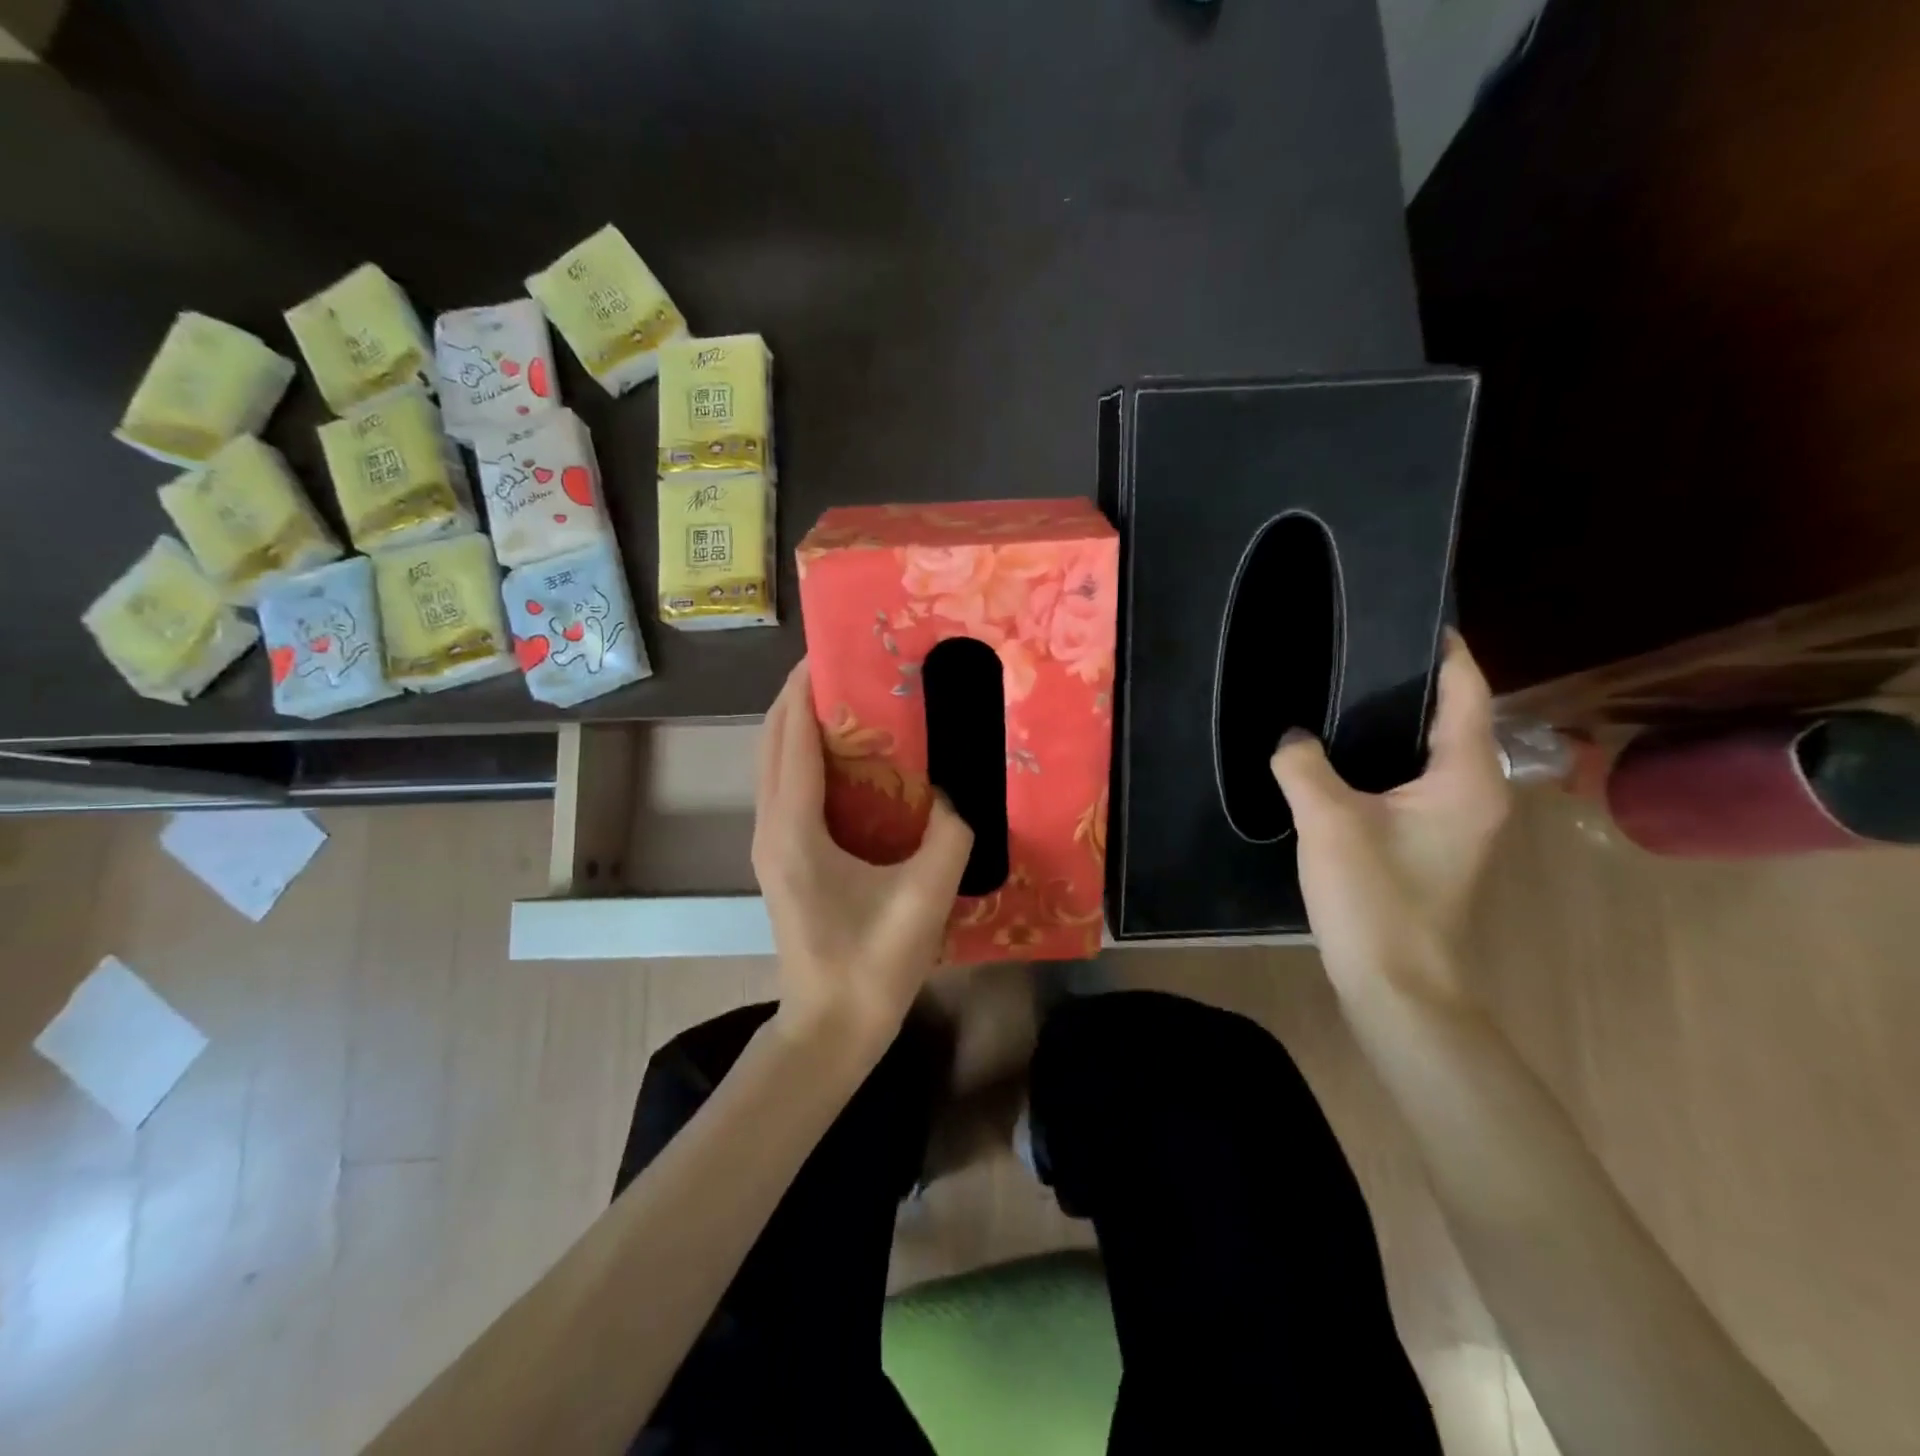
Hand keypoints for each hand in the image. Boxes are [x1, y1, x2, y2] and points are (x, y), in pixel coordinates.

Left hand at [752, 659, 974, 1060]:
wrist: (829, 1030)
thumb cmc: (871, 965)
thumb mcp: (924, 897)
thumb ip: (950, 835)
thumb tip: (958, 796)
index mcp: (794, 829)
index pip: (793, 737)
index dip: (807, 688)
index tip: (834, 651)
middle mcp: (770, 826)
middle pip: (773, 741)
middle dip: (800, 697)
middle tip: (847, 668)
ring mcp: (769, 844)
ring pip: (774, 764)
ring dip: (800, 726)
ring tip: (848, 702)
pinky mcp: (780, 859)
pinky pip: (785, 788)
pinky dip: (806, 758)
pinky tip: (849, 760)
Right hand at [1269, 631, 1509, 1002]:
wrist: (1396, 986)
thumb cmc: (1375, 897)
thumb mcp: (1328, 821)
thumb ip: (1303, 765)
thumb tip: (1290, 735)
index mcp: (1467, 776)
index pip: (1467, 690)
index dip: (1444, 649)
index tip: (1408, 614)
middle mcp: (1475, 791)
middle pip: (1451, 716)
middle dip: (1408, 681)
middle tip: (1353, 649)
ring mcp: (1456, 821)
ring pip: (1428, 751)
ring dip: (1392, 722)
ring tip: (1339, 692)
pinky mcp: (1430, 843)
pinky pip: (1410, 781)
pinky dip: (1381, 758)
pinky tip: (1337, 756)